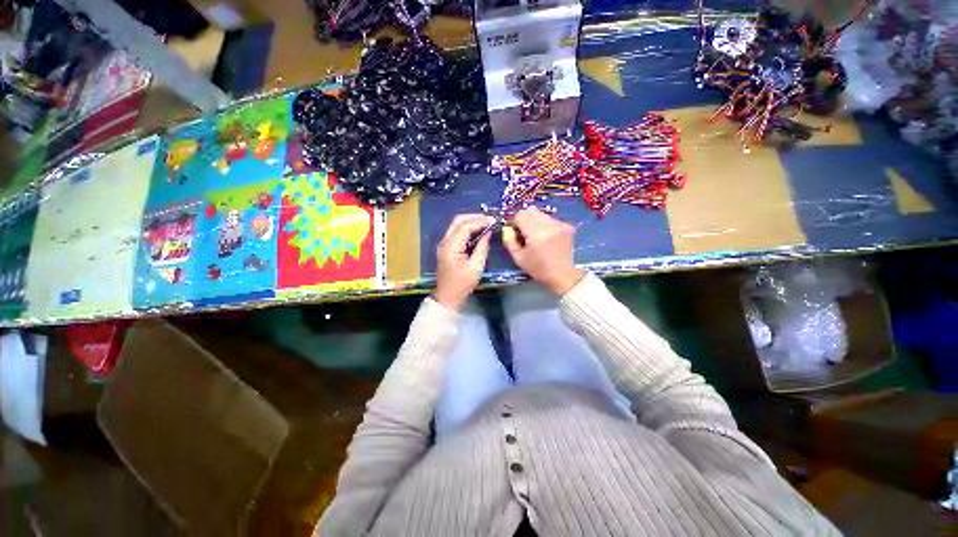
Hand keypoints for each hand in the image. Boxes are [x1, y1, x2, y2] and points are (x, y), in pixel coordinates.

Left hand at [434, 214, 495, 310]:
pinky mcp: (447, 248)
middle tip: (489, 219)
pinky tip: (478, 231)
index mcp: (450, 246)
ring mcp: (444, 244)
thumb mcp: (476, 267)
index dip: (480, 221)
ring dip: (471, 221)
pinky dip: (467, 228)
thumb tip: (488, 233)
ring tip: (486, 223)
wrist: (447, 297)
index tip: (494, 221)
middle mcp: (445, 241)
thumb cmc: (462, 285)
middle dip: (474, 217)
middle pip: (457, 221)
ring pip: (456, 225)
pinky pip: (457, 232)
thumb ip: (482, 248)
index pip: (464, 226)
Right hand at [502, 208, 584, 294]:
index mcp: (536, 233)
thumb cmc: (538, 269)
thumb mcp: (519, 258)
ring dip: (533, 221)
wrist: (562, 274)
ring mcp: (559, 224)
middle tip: (521, 231)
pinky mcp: (566, 226)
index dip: (513, 221)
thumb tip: (506, 229)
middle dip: (523, 219)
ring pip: (540, 214)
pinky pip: (550, 219)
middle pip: (530, 211)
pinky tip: (544, 237)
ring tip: (533, 235)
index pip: (520, 216)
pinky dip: (543, 224)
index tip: (511, 230)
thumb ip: (510, 241)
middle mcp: (549, 225)